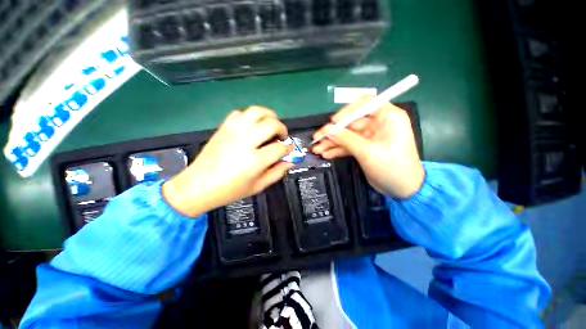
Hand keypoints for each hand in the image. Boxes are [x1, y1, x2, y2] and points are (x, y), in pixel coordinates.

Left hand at [163, 107, 293, 216]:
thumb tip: (290, 161)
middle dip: (282, 129)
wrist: (198, 185)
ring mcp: (233, 132)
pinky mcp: (224, 128)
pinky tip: (252, 126)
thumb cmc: (230, 190)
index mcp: (255, 160)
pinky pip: (240, 113)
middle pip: (271, 124)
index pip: (279, 148)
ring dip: (269, 116)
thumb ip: (277, 173)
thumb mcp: (258, 186)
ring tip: (270, 125)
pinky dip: (250, 116)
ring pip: (256, 111)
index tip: (289, 150)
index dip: (288, 148)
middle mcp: (245, 142)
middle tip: (281, 137)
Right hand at [312, 97, 423, 198]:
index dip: (347, 111)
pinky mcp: (364, 148)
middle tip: (317, 139)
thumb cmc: (392, 167)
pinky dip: (337, 149)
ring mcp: (370, 137)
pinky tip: (326, 154)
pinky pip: (348, 145)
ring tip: (317, 149)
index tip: (333, 122)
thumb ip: (346, 139)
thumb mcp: (368, 152)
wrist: (403, 189)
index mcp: (387, 117)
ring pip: (347, 135)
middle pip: (350, 122)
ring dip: (332, 142)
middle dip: (333, 132)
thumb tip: (328, 129)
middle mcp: (378, 124)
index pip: (365, 104)